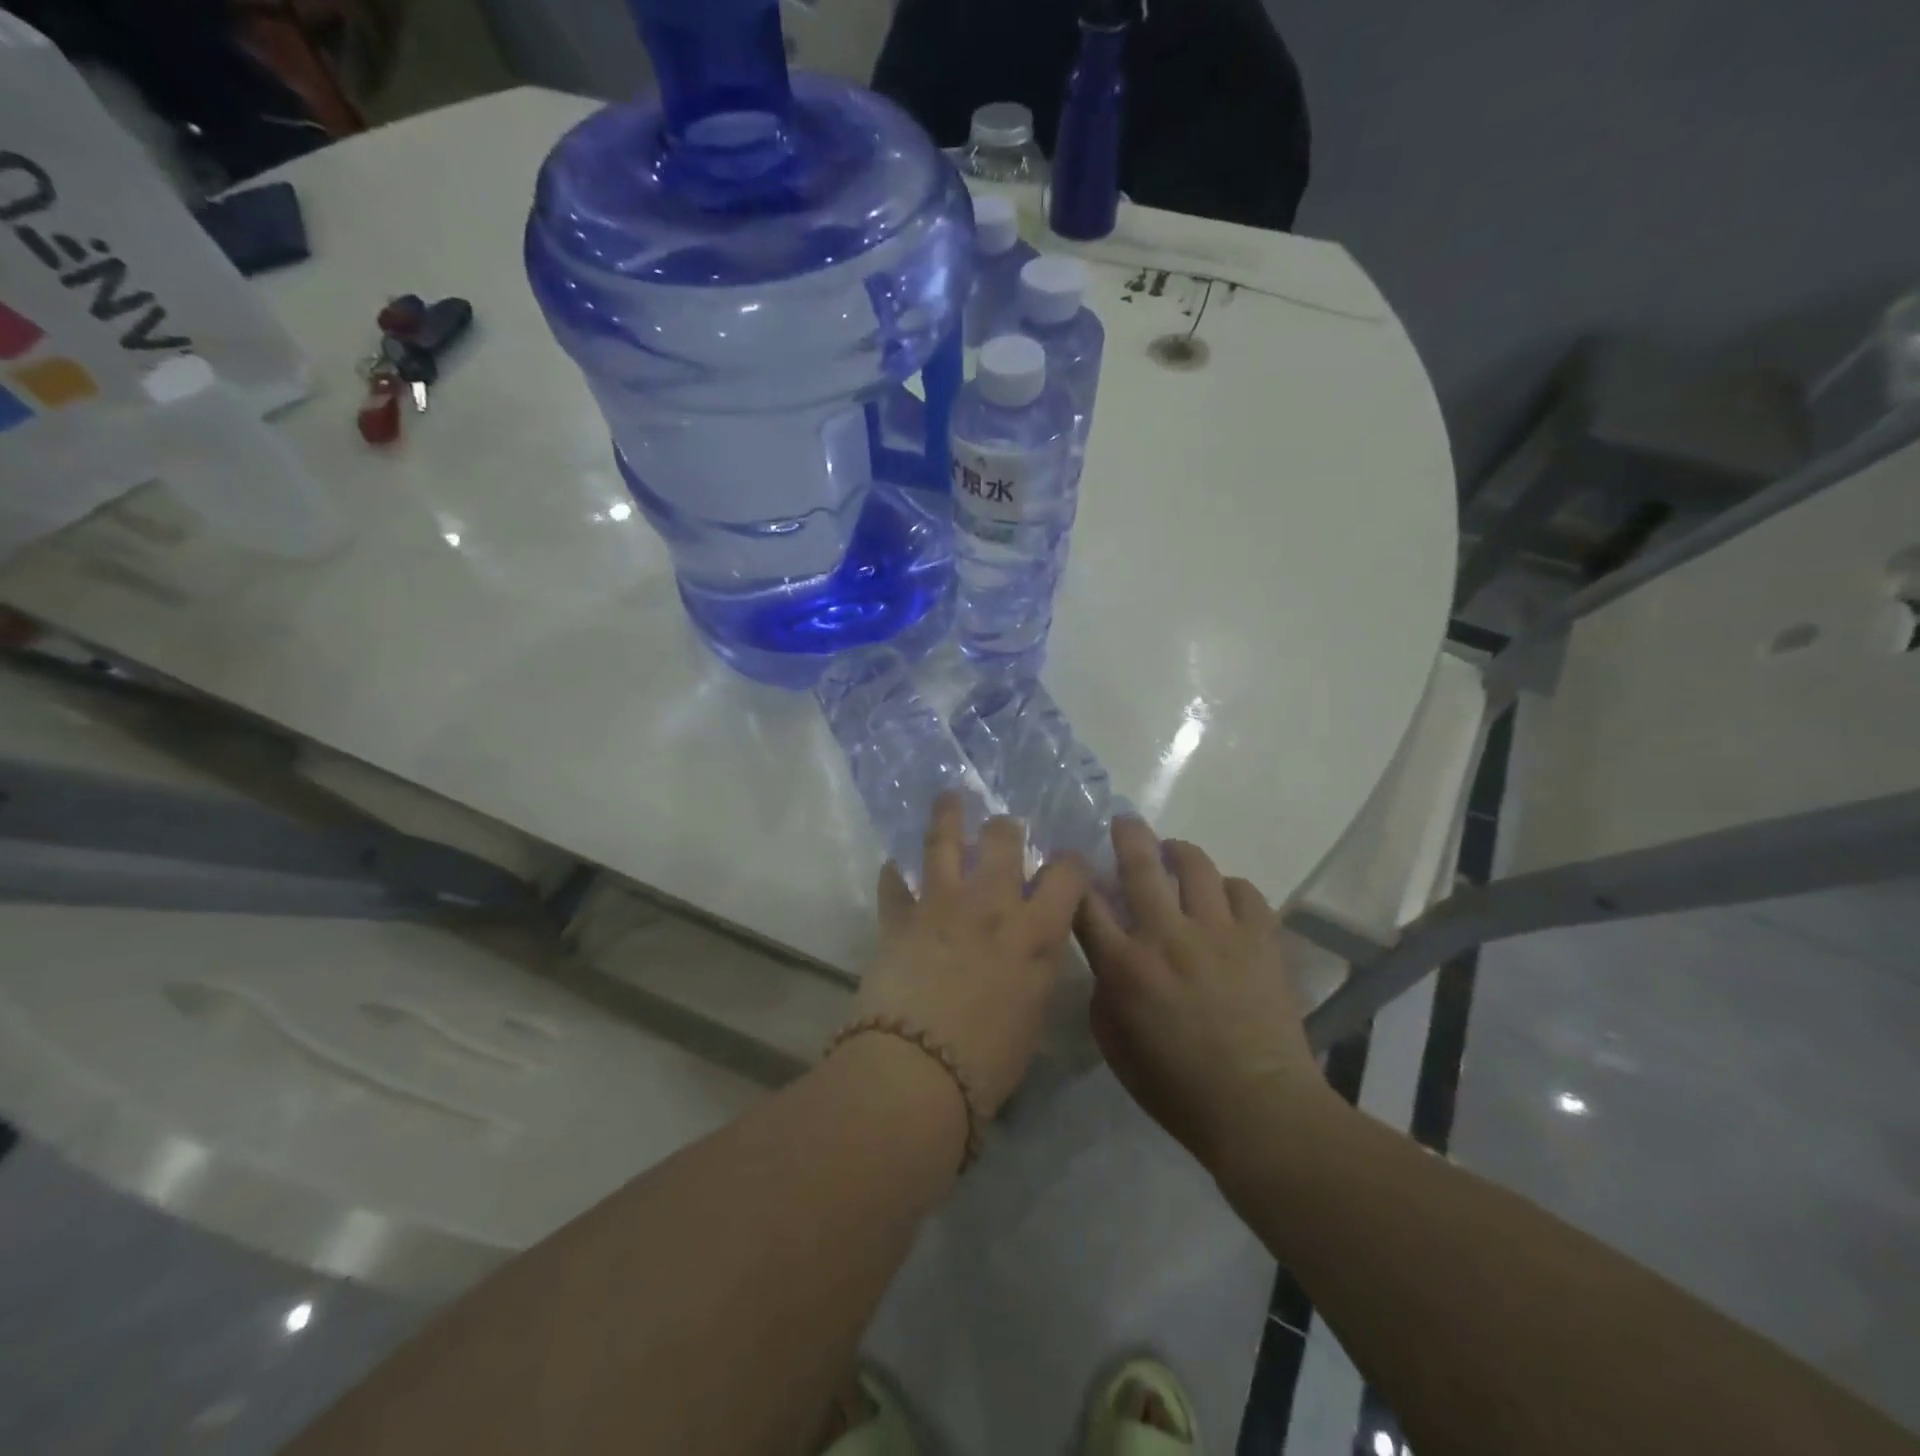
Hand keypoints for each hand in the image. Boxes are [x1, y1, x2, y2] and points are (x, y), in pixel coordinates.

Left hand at [849, 793, 1088, 1116]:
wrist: (918, 1070)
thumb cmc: (988, 1060)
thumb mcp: (1034, 1014)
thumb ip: (1038, 969)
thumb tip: (1034, 949)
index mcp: (1035, 931)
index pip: (1066, 874)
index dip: (1070, 862)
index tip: (1066, 862)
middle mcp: (991, 904)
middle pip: (1003, 839)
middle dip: (1006, 828)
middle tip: (1003, 829)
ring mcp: (941, 903)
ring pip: (944, 840)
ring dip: (947, 815)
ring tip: (949, 797)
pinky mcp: (899, 916)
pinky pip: (894, 882)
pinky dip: (894, 873)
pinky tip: (894, 865)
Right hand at [1076, 819, 1334, 1174]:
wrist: (1258, 1107)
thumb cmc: (1176, 1088)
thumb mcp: (1115, 1048)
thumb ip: (1103, 994)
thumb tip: (1108, 958)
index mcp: (1124, 966)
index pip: (1086, 903)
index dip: (1075, 875)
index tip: (1074, 862)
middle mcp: (1166, 936)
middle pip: (1140, 864)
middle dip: (1127, 834)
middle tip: (1125, 822)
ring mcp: (1217, 932)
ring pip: (1195, 864)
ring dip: (1179, 851)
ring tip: (1175, 853)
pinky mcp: (1259, 937)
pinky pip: (1243, 890)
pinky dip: (1228, 888)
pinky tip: (1223, 899)